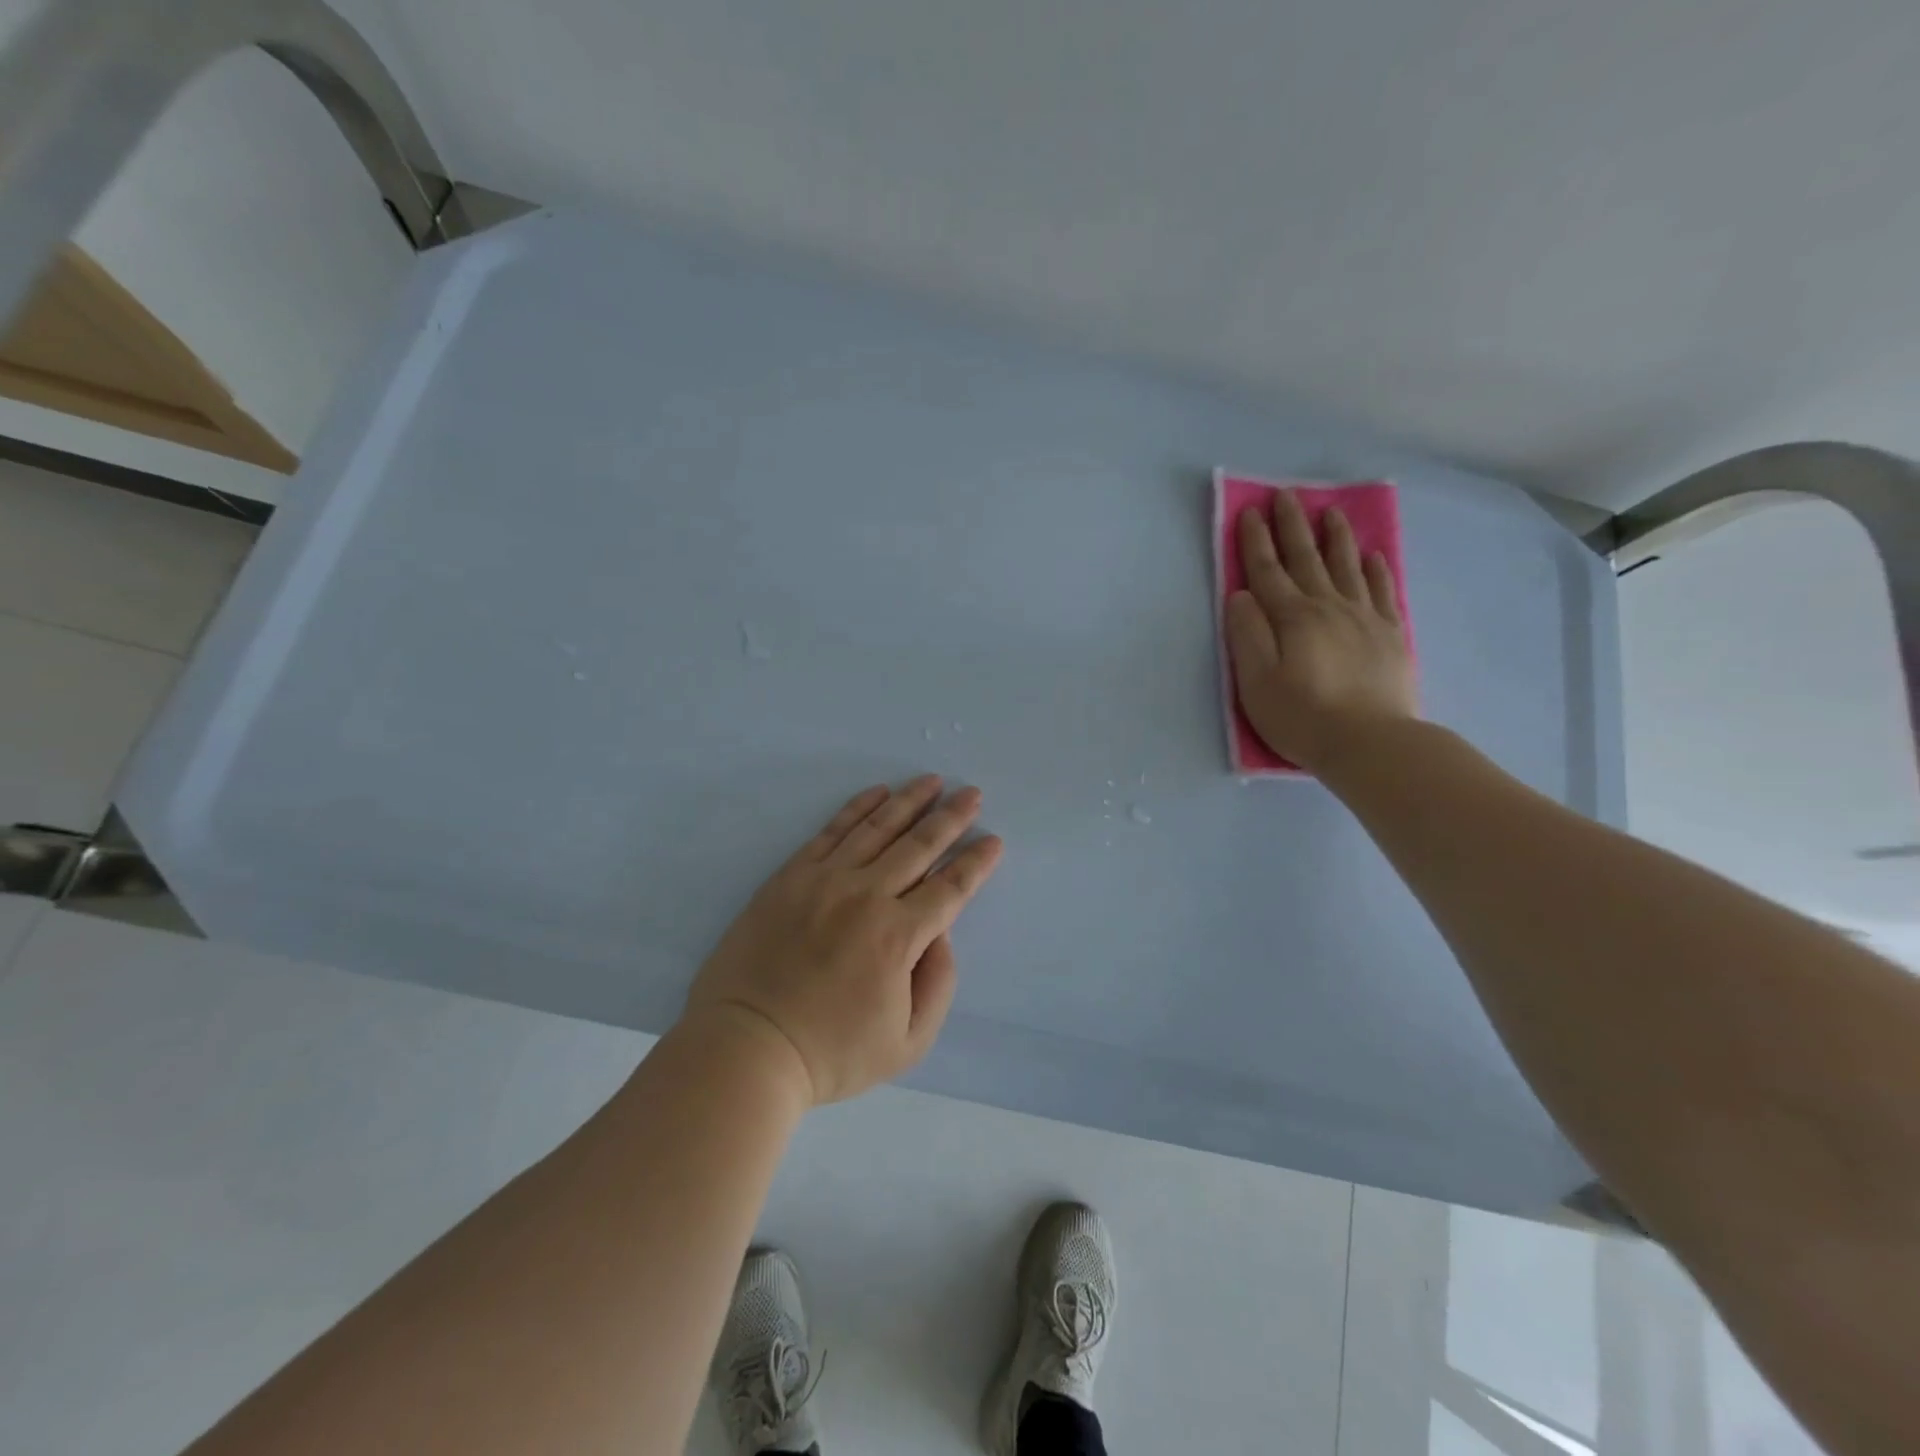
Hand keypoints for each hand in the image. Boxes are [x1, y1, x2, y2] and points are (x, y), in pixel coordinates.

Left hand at [684, 776, 1003, 1104]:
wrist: (746, 1047)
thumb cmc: (831, 1053)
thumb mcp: (908, 1043)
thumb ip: (938, 983)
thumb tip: (940, 933)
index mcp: (898, 937)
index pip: (950, 888)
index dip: (976, 862)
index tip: (993, 839)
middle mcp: (866, 896)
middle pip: (919, 846)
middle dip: (951, 817)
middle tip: (971, 793)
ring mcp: (825, 880)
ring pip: (877, 828)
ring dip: (909, 801)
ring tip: (931, 781)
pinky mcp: (791, 876)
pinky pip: (831, 831)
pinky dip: (858, 808)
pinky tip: (877, 792)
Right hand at [1225, 489, 1417, 773]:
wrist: (1370, 743)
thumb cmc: (1301, 716)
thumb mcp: (1255, 682)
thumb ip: (1246, 635)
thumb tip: (1241, 596)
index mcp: (1292, 618)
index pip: (1267, 571)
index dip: (1256, 541)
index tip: (1250, 511)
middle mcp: (1328, 607)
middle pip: (1307, 559)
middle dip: (1292, 526)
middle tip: (1286, 495)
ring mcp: (1364, 618)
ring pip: (1347, 566)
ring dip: (1335, 538)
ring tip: (1330, 512)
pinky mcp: (1390, 635)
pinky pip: (1382, 591)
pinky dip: (1376, 570)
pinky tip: (1373, 555)